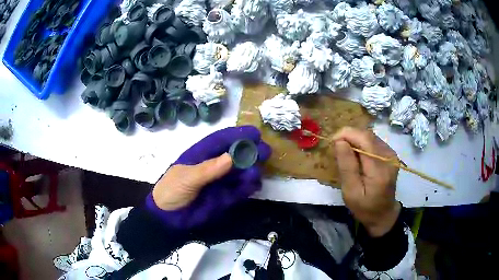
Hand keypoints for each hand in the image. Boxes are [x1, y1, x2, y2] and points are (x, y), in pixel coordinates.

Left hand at [150, 126, 270, 226]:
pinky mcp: (225, 197)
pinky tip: (254, 186)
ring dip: (251, 171)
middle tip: (265, 152)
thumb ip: (208, 170)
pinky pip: (240, 190)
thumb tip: (231, 158)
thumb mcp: (186, 178)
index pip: (221, 141)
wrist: (168, 218)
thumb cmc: (171, 191)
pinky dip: (248, 187)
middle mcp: (213, 166)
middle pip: (235, 155)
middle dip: (250, 152)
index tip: (255, 133)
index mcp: (201, 155)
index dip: (237, 135)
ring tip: (256, 173)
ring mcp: (220, 182)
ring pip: (240, 172)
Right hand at [333, 127, 400, 236]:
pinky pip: (373, 141)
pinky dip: (362, 144)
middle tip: (336, 148)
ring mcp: (391, 154)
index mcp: (379, 169)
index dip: (346, 134)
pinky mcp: (390, 154)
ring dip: (355, 139)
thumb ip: (347, 166)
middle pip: (367, 134)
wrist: (384, 214)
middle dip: (349, 136)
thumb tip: (339, 141)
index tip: (332, 142)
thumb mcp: (351, 192)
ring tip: (346, 153)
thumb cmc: (365, 207)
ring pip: (369, 135)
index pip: (364, 139)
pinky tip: (357, 155)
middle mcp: (389, 156)